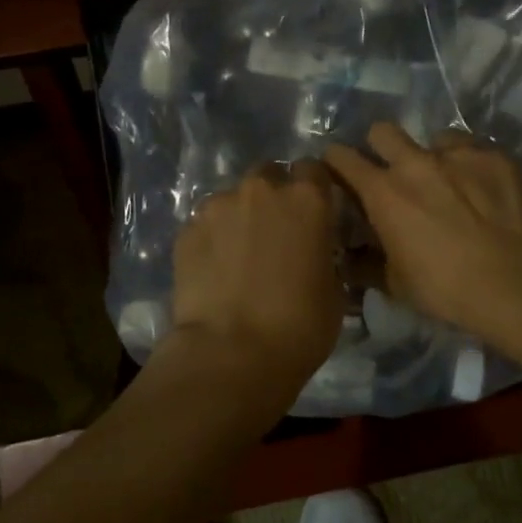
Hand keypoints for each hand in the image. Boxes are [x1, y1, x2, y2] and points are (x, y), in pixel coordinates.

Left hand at [169, 161, 343, 388]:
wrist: (231, 353)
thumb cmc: (299, 326)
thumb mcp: (334, 291)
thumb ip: (325, 256)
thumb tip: (316, 255)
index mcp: (307, 199)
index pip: (313, 169)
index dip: (313, 188)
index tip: (313, 212)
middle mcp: (261, 190)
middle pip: (268, 175)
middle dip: (273, 196)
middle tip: (276, 233)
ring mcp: (218, 207)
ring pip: (232, 199)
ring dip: (240, 217)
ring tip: (239, 256)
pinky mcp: (186, 231)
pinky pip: (205, 225)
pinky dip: (212, 239)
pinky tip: (214, 271)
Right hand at [325, 124, 521, 342]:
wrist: (509, 282)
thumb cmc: (442, 287)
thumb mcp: (394, 283)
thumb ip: (366, 262)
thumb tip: (349, 258)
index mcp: (382, 192)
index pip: (342, 158)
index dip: (336, 162)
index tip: (341, 173)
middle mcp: (415, 162)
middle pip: (382, 131)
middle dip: (381, 146)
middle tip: (393, 171)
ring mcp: (457, 154)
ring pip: (434, 138)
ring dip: (433, 156)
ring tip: (448, 183)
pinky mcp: (494, 156)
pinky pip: (474, 150)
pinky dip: (471, 166)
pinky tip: (482, 191)